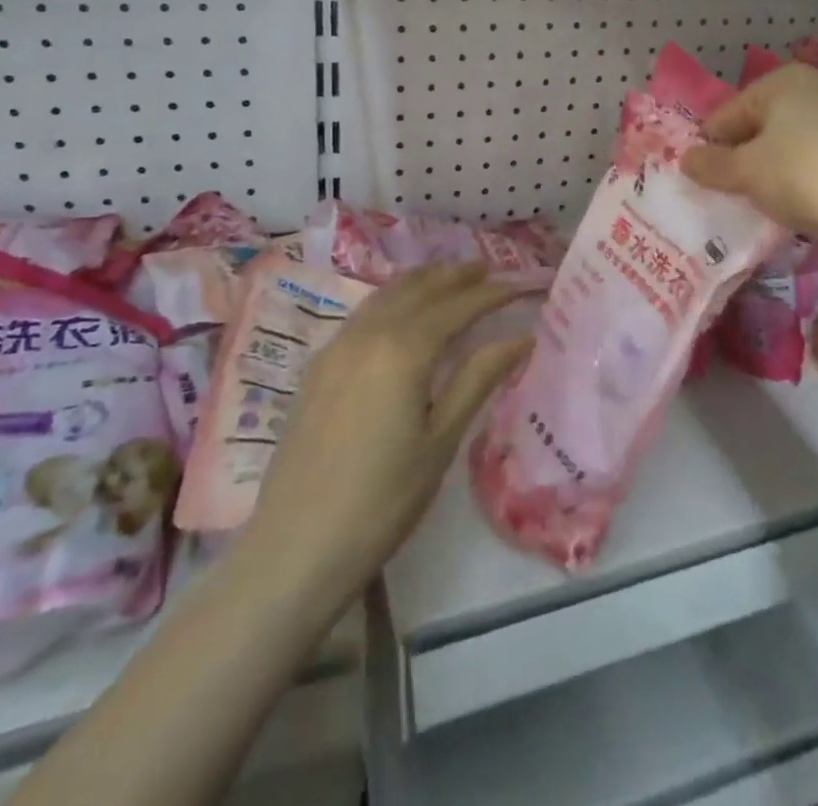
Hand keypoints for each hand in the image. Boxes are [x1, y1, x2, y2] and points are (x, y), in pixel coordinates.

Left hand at [237, 263, 531, 602]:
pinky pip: (363, 314)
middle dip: (455, 276)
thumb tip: (521, 336)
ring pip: (386, 295)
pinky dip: (392, 300)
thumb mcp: (441, 440)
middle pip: (418, 289)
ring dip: (422, 282)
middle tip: (487, 270)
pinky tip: (401, 314)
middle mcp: (368, 334)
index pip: (457, 307)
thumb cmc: (383, 500)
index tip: (522, 287)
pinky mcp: (318, 368)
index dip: (492, 294)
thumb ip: (478, 378)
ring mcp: (336, 348)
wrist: (296, 548)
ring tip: (449, 279)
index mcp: (403, 349)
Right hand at [680, 64, 817, 249]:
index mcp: (782, 80)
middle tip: (733, 192)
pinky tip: (801, 202)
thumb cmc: (800, 175)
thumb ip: (710, 164)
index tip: (703, 179)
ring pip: (789, 142)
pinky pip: (817, 158)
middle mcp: (816, 87)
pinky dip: (802, 177)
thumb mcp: (744, 172)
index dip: (710, 146)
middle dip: (742, 156)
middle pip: (760, 124)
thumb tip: (686, 160)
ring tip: (766, 201)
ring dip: (771, 168)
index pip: (727, 113)